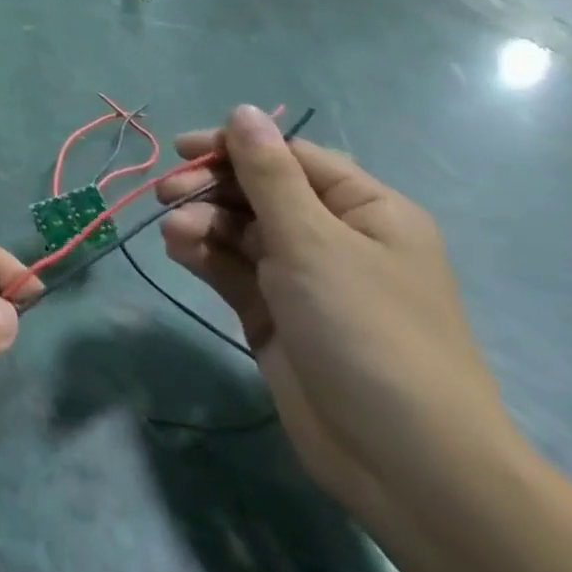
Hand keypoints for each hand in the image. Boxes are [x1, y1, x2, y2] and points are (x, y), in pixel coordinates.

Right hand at [157, 106, 515, 524]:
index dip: (235, 147)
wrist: (403, 461)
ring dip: (201, 222)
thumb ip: (268, 173)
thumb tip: (243, 110)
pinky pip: (230, 267)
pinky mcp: (274, 313)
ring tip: (177, 236)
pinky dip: (203, 254)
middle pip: (257, 190)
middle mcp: (334, 237)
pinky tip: (181, 252)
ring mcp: (301, 278)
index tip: (182, 151)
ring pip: (237, 228)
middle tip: (167, 195)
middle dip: (210, 187)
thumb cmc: (367, 330)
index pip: (289, 157)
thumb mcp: (313, 239)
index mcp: (364, 210)